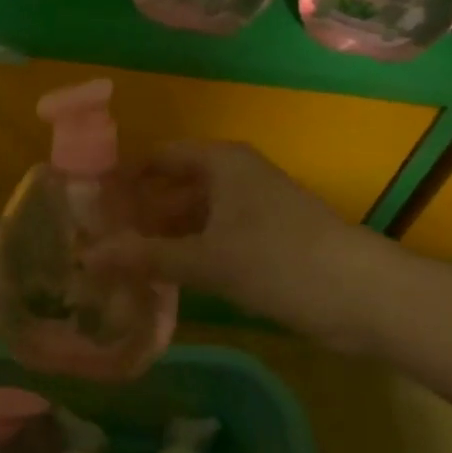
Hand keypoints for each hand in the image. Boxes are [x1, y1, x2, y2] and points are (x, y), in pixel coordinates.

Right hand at [107, 140, 402, 346]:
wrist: (363, 295)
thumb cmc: (279, 260)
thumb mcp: (207, 259)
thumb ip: (147, 256)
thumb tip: (88, 258)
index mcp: (221, 162)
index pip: (159, 157)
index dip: (124, 178)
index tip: (90, 204)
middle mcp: (235, 177)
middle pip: (174, 187)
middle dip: (140, 213)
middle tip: (98, 240)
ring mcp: (252, 209)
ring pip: (193, 216)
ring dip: (162, 237)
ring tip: (120, 264)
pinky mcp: (265, 241)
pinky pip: (213, 239)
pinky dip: (188, 254)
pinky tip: (162, 279)